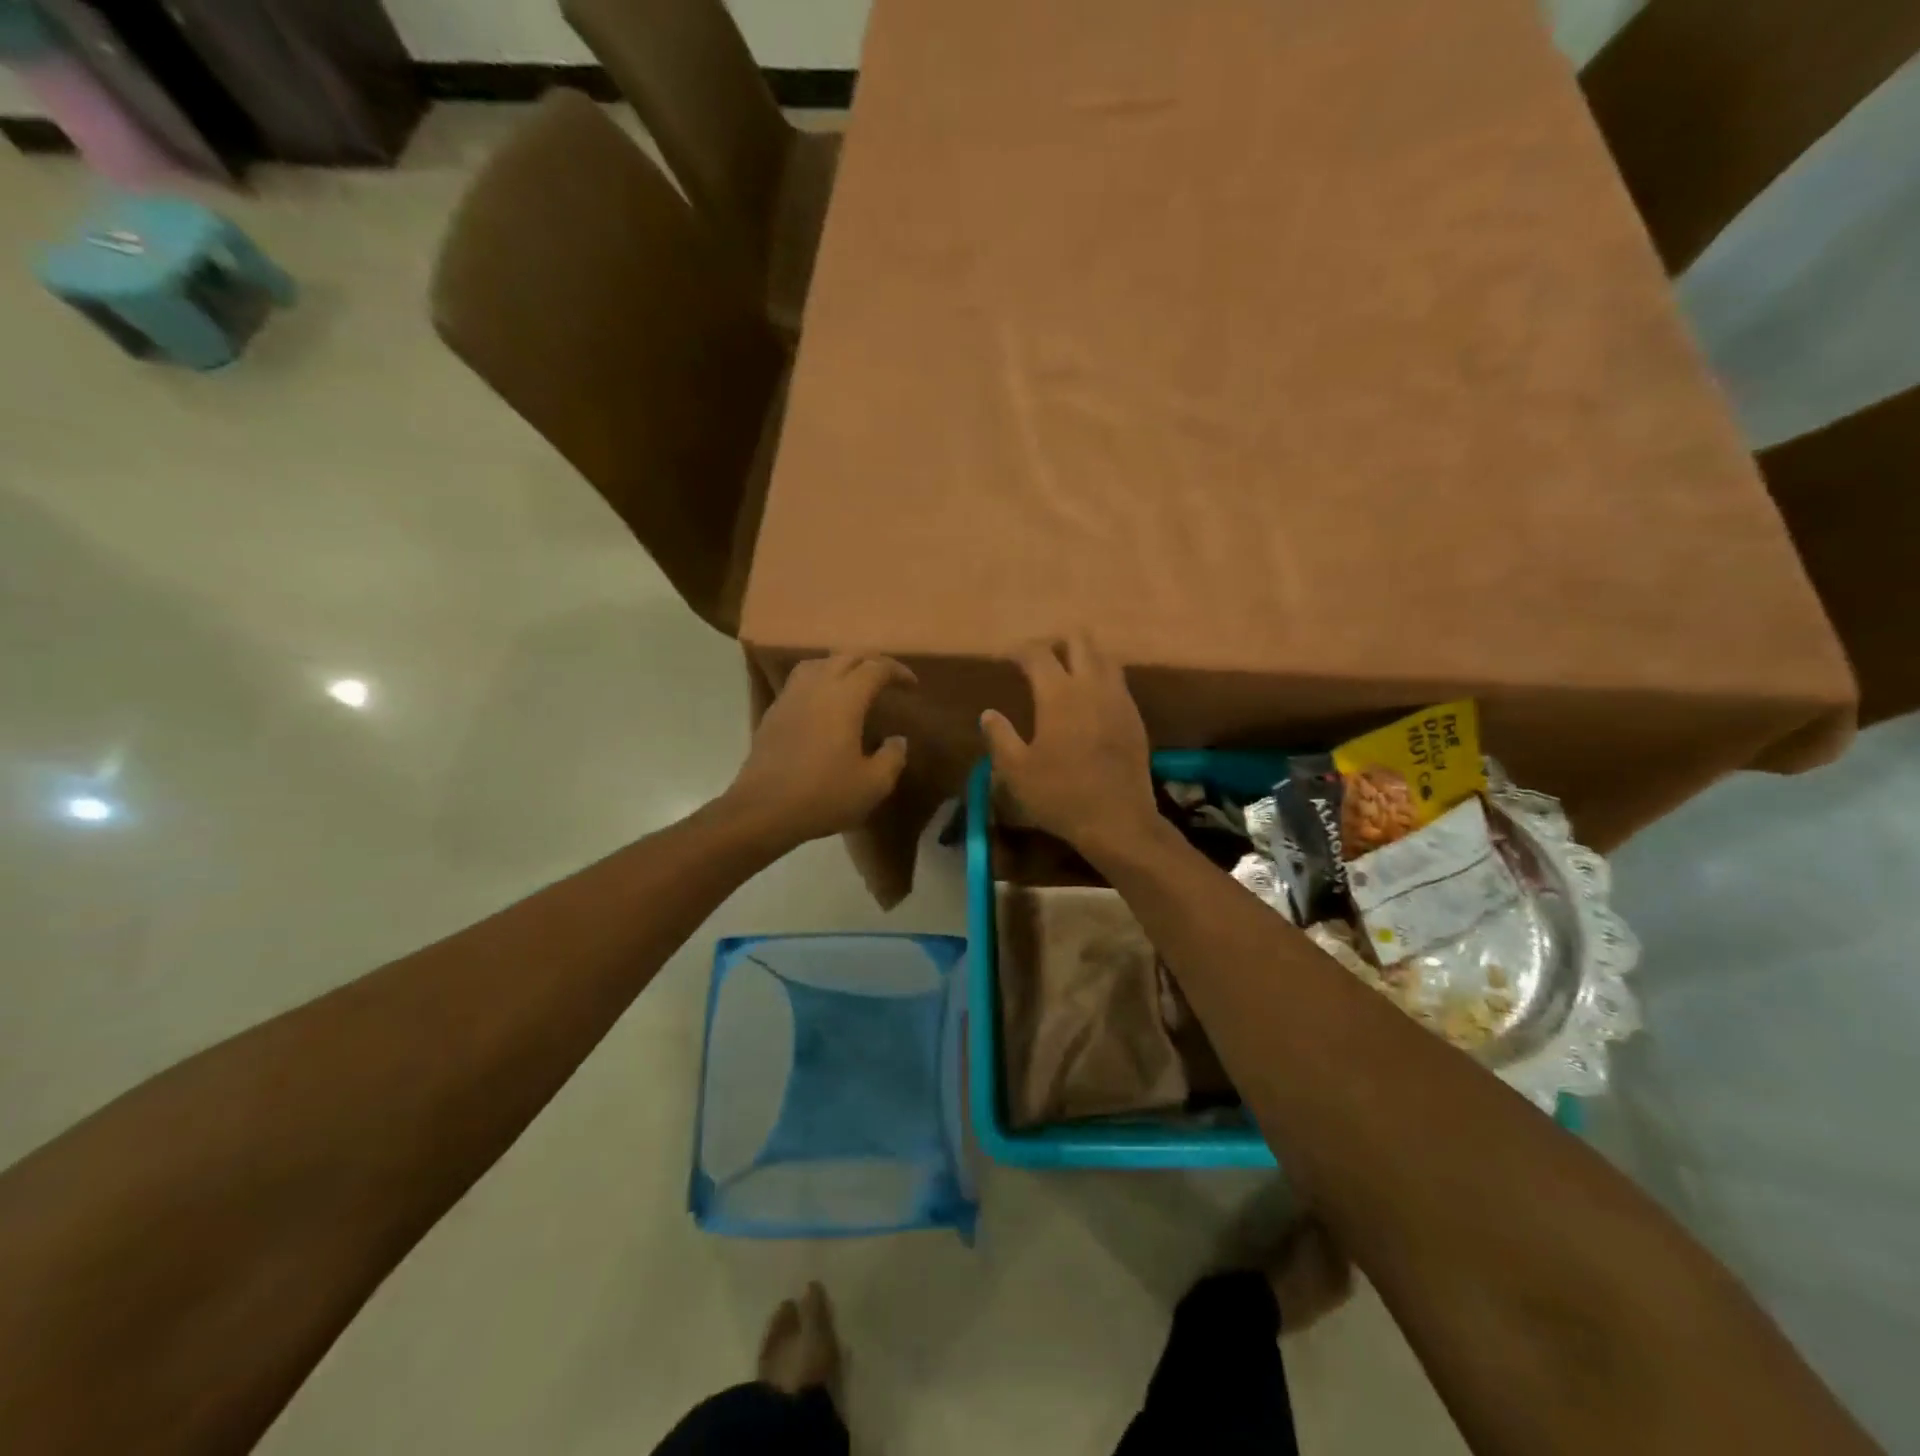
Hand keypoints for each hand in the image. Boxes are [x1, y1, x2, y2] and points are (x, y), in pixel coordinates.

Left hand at [725, 654, 914, 847]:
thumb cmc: (823, 795)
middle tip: (886, 680)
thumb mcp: (873, 785)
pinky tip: (824, 705)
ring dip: (841, 666)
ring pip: (818, 664)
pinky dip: (819, 681)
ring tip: (853, 685)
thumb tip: (897, 740)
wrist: (763, 810)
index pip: (875, 668)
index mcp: (845, 698)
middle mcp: (816, 686)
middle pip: (846, 656)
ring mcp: (790, 697)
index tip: (911, 685)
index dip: (897, 671)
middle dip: (870, 662)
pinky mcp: (773, 713)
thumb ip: (892, 757)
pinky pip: (800, 682)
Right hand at [980, 632, 1159, 857]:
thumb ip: (999, 736)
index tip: (1005, 659)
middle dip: (1055, 642)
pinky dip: (1100, 678)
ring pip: (1104, 657)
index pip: (1038, 653)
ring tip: (1065, 675)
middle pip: (1079, 640)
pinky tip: (1088, 701)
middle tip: (1037, 661)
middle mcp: (1092, 686)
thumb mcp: (1017, 771)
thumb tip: (989, 714)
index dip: (1018, 650)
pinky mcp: (1134, 717)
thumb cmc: (1061, 795)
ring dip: (1082, 657)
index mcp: (1059, 694)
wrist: (1118, 820)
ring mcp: (1119, 699)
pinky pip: (1118, 681)